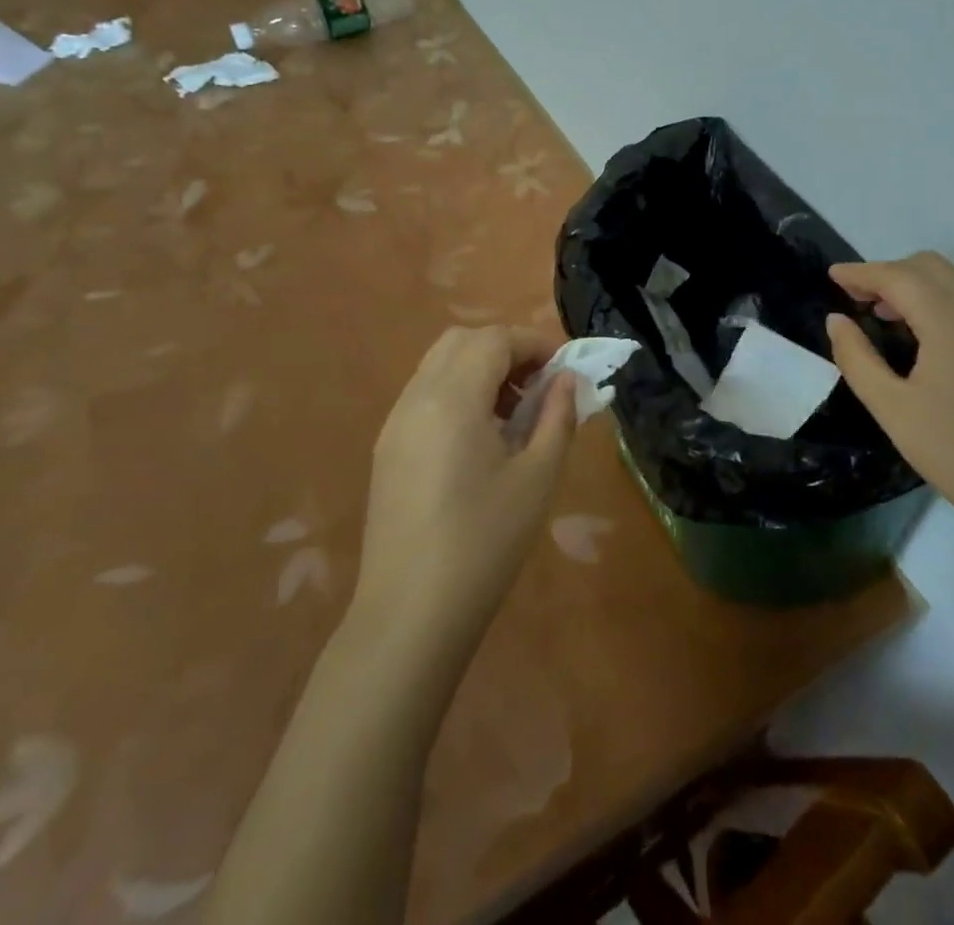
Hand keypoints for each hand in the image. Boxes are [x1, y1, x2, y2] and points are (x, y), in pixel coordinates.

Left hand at [351, 326, 577, 652]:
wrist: (409, 615)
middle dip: (505, 349)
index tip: (564, 370)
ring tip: (513, 414)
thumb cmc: (484, 543)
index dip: (534, 343)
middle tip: (538, 386)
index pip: (494, 339)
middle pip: (462, 341)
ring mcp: (395, 424)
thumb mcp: (538, 478)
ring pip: (439, 365)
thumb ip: (557, 417)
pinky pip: (424, 395)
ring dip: (480, 369)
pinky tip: (481, 439)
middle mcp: (416, 398)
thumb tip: (566, 379)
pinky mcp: (387, 450)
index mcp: (452, 399)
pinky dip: (457, 392)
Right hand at [825, 253, 953, 547]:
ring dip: (916, 284)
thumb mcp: (890, 406)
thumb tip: (837, 320)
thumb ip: (856, 357)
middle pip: (929, 266)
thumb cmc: (953, 450)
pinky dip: (942, 299)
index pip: (899, 276)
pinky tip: (926, 335)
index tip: (832, 276)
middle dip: (889, 272)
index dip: (862, 272)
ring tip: (886, 315)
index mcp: (950, 320)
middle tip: (858, 299)